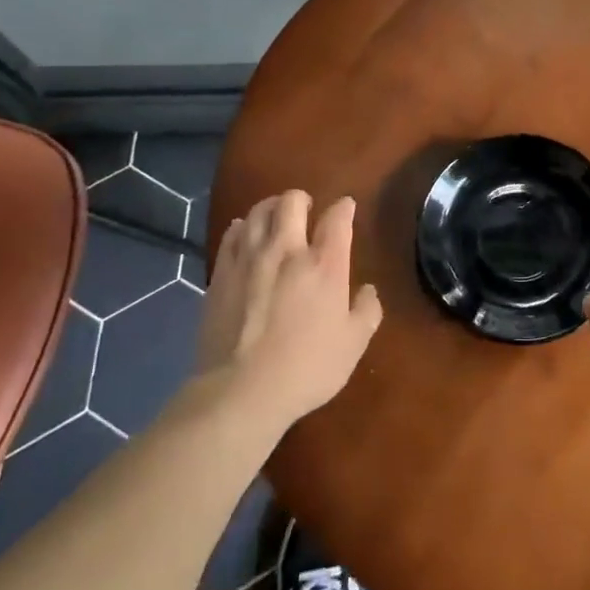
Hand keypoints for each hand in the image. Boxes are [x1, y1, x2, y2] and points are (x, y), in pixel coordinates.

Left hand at [196, 190, 382, 431]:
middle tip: (306, 207)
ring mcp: (249, 259)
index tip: (346, 207)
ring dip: (271, 206)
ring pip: (258, 212)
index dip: (344, 207)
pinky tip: (245, 231)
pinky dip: (242, 226)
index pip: (338, 218)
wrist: (241, 391)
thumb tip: (368, 291)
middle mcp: (287, 250)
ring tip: (276, 214)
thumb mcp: (353, 345)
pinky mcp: (221, 274)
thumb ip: (366, 312)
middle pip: (291, 202)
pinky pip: (232, 235)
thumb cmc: (306, 368)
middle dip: (301, 198)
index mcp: (324, 264)